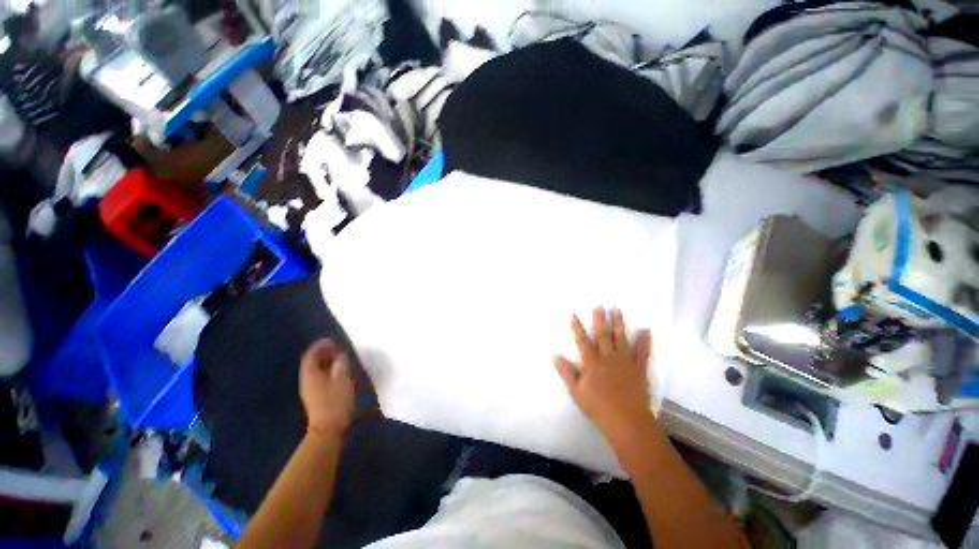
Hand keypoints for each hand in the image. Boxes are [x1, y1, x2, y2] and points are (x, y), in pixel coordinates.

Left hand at [300, 339, 354, 435]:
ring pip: (315, 371)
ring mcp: (310, 390)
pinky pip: (318, 378)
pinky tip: (337, 373)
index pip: (310, 356)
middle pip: (311, 363)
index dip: (319, 346)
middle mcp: (307, 381)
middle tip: (336, 348)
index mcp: (311, 375)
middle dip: (323, 353)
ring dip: (325, 362)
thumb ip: (341, 365)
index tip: (330, 341)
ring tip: (339, 359)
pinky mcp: (315, 397)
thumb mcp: (342, 379)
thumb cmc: (335, 401)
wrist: (328, 428)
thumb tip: (340, 355)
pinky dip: (326, 371)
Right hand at [554, 308, 656, 446]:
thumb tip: (555, 355)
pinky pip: (643, 352)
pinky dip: (644, 341)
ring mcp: (625, 362)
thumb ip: (567, 372)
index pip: (582, 341)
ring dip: (619, 324)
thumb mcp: (577, 392)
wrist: (627, 422)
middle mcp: (608, 358)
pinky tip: (646, 330)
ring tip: (617, 310)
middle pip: (603, 335)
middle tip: (600, 306)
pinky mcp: (639, 368)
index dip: (577, 327)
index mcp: (592, 363)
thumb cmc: (598, 408)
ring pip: (621, 339)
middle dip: (600, 320)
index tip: (573, 315)